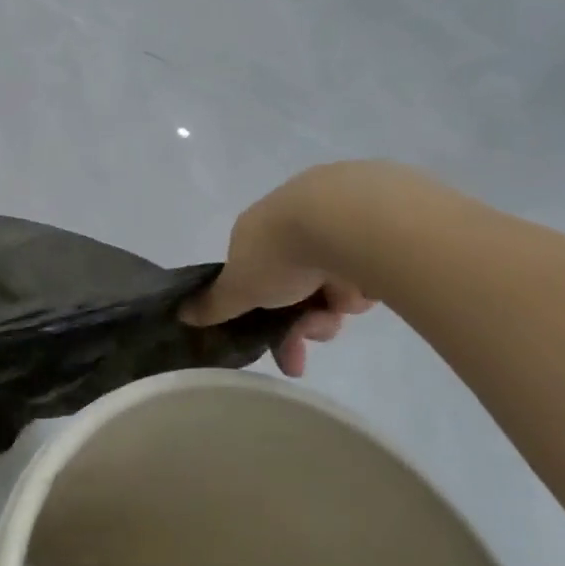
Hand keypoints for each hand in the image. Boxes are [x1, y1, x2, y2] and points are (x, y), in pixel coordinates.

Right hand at [183, 167, 376, 377]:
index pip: (255, 277)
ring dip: (332, 308)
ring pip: (332, 281)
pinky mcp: (382, 221)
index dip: (261, 313)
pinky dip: (364, 285)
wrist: (348, 219)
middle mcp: (293, 220)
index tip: (275, 345)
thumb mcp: (239, 287)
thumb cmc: (281, 252)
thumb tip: (182, 313)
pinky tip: (368, 287)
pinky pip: (368, 267)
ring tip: (343, 311)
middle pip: (296, 286)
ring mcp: (338, 218)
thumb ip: (214, 304)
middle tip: (311, 346)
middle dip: (301, 322)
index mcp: (256, 229)